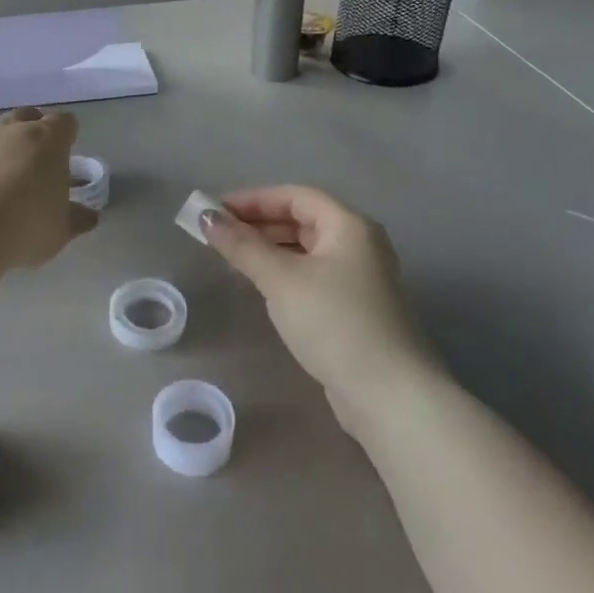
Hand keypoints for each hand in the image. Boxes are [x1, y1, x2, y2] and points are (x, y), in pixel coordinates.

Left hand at [0, 108, 96, 270]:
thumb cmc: (24, 226)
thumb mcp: (60, 230)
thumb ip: (75, 218)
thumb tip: (89, 216)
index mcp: (47, 140)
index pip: (64, 122)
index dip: (67, 134)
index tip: (67, 151)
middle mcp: (10, 130)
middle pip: (25, 115)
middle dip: (31, 129)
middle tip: (34, 156)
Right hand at [200, 186, 431, 408]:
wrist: (388, 396)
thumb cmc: (334, 322)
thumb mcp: (281, 279)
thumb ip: (242, 246)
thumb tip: (205, 217)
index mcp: (349, 226)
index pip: (295, 196)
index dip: (253, 199)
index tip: (215, 210)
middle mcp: (359, 245)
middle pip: (302, 221)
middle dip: (258, 224)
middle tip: (217, 235)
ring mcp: (359, 279)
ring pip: (306, 250)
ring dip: (268, 249)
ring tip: (232, 258)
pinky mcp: (354, 309)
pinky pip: (311, 276)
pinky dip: (283, 272)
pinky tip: (260, 286)